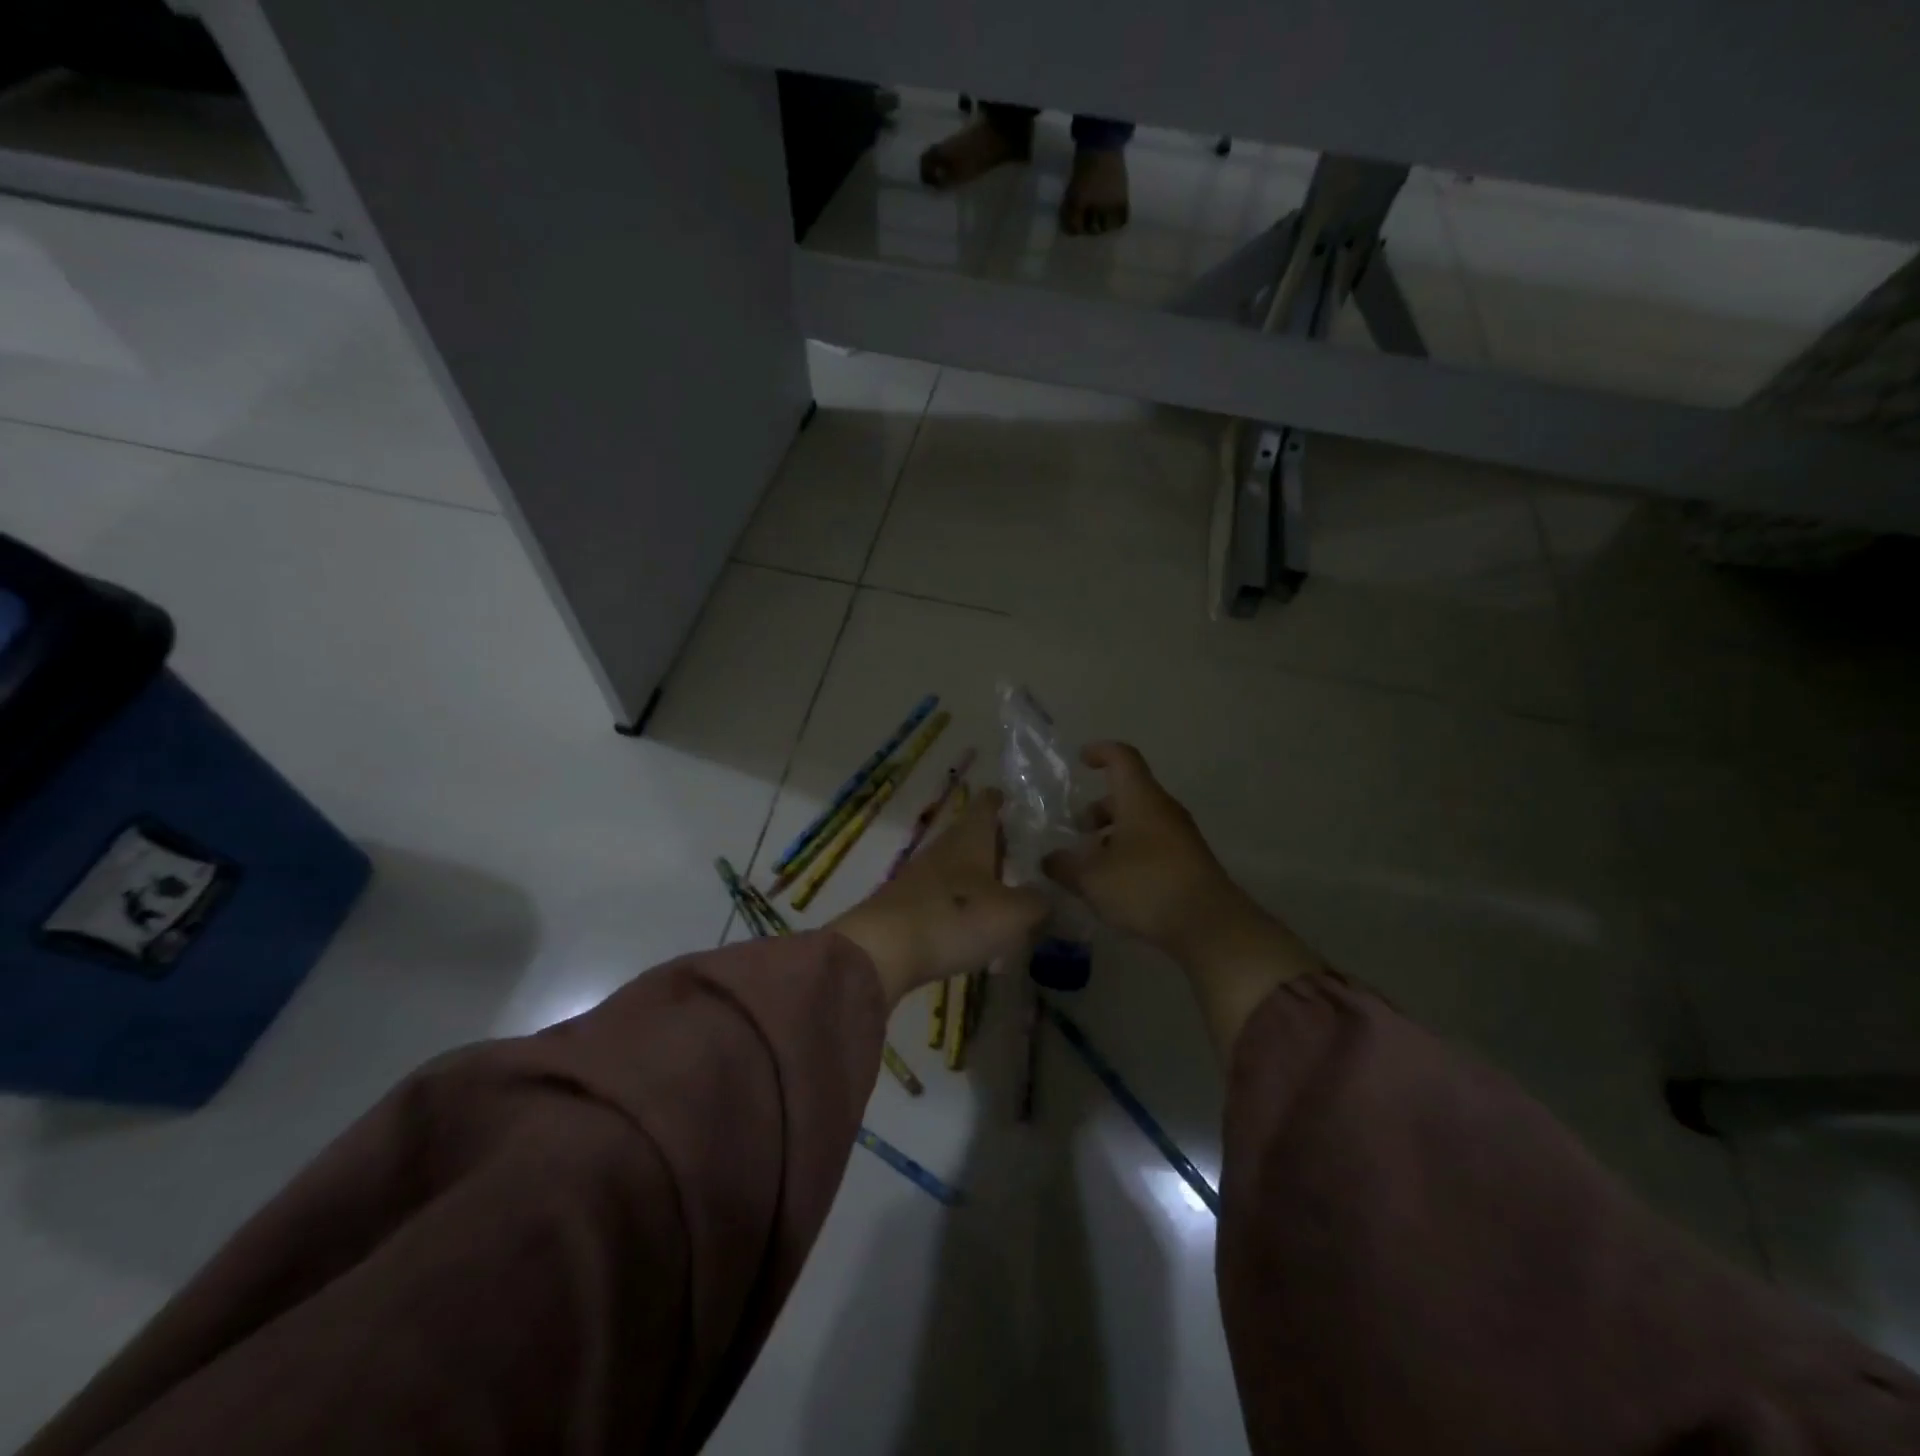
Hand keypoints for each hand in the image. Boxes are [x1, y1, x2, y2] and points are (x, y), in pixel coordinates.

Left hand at [830, 789, 1048, 1007]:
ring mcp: (922, 877)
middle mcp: (944, 849)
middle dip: (996, 841)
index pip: (986, 804)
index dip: (1001, 799)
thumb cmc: (955, 918)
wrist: (882, 950)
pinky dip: (963, 901)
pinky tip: (977, 920)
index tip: (1015, 799)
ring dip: (980, 874)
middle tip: (1025, 853)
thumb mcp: (1012, 913)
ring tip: (1008, 889)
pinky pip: (944, 895)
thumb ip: (1037, 902)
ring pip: (958, 866)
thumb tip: (1046, 895)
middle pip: (972, 835)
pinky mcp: (908, 906)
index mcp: (970, 837)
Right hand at [1040, 743, 1250, 959]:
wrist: (1210, 926)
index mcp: (1140, 799)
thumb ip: (1065, 866)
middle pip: (1129, 794)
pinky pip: (1154, 845)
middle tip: (1078, 831)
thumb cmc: (1145, 887)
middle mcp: (1163, 810)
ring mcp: (1181, 837)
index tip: (1081, 760)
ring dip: (1114, 834)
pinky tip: (1116, 884)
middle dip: (1100, 808)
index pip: (1122, 758)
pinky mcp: (1190, 864)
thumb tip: (1050, 859)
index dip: (1100, 752)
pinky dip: (1131, 853)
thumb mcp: (1092, 878)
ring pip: (1141, 822)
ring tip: (1092, 864)